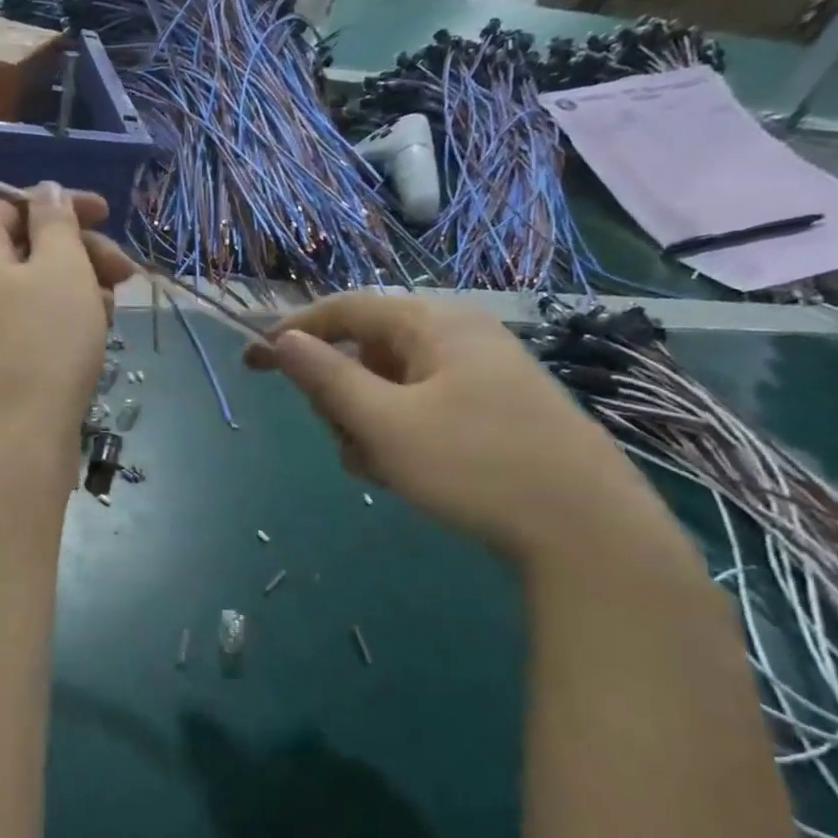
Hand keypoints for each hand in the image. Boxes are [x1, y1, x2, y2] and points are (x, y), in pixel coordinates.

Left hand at [0, 183, 134, 457]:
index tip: (109, 214)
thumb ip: (57, 220)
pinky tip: (93, 338)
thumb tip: (46, 192)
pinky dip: (63, 320)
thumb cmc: (42, 343)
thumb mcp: (61, 267)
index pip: (12, 203)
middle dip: (80, 253)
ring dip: (79, 289)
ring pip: (34, 287)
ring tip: (111, 313)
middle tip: (125, 274)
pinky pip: (30, 322)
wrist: (14, 440)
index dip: (62, 203)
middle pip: (26, 246)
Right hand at [244, 293, 679, 569]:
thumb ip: (326, 378)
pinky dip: (399, 433)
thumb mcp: (384, 424)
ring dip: (368, 422)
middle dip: (340, 395)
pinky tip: (408, 472)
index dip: (292, 332)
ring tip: (380, 467)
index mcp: (432, 323)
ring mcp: (479, 372)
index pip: (344, 309)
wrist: (585, 527)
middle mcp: (457, 335)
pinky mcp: (492, 407)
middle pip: (366, 349)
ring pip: (391, 384)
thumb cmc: (474, 465)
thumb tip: (282, 340)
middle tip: (343, 438)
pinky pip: (421, 406)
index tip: (252, 362)